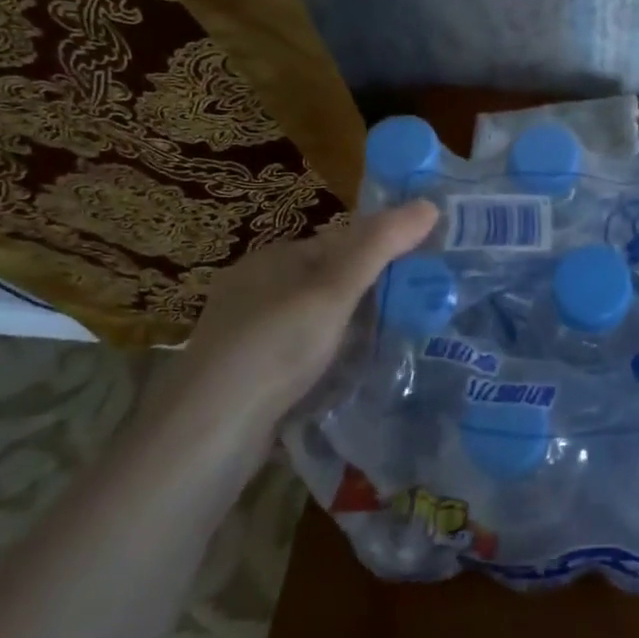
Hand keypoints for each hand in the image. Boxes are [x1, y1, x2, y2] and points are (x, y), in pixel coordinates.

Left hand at [154, 201, 439, 467]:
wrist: (209, 433)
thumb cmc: (275, 346)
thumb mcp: (334, 290)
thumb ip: (380, 247)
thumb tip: (429, 203)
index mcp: (273, 259)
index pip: (341, 242)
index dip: (384, 250)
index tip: (427, 269)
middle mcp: (258, 291)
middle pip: (330, 282)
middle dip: (372, 293)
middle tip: (426, 308)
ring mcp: (252, 336)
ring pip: (319, 321)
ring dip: (355, 329)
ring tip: (405, 341)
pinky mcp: (253, 377)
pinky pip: (306, 355)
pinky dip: (334, 360)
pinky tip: (360, 375)